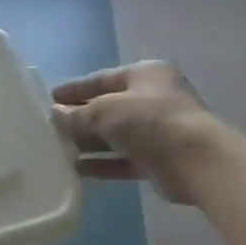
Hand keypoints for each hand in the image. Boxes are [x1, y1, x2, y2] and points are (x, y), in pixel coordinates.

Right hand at [52, 61, 212, 202]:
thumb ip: (77, 114)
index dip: (75, 89)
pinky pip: (122, 160)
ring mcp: (157, 130)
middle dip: (80, 118)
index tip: (50, 97)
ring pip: (115, 136)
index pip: (102, 79)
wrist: (195, 161)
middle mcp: (153, 99)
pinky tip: (77, 170)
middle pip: (108, 108)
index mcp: (145, 74)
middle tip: (50, 128)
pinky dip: (102, 164)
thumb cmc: (149, 121)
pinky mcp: (157, 159)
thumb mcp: (105, 111)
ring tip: (58, 151)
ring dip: (88, 143)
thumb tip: (56, 113)